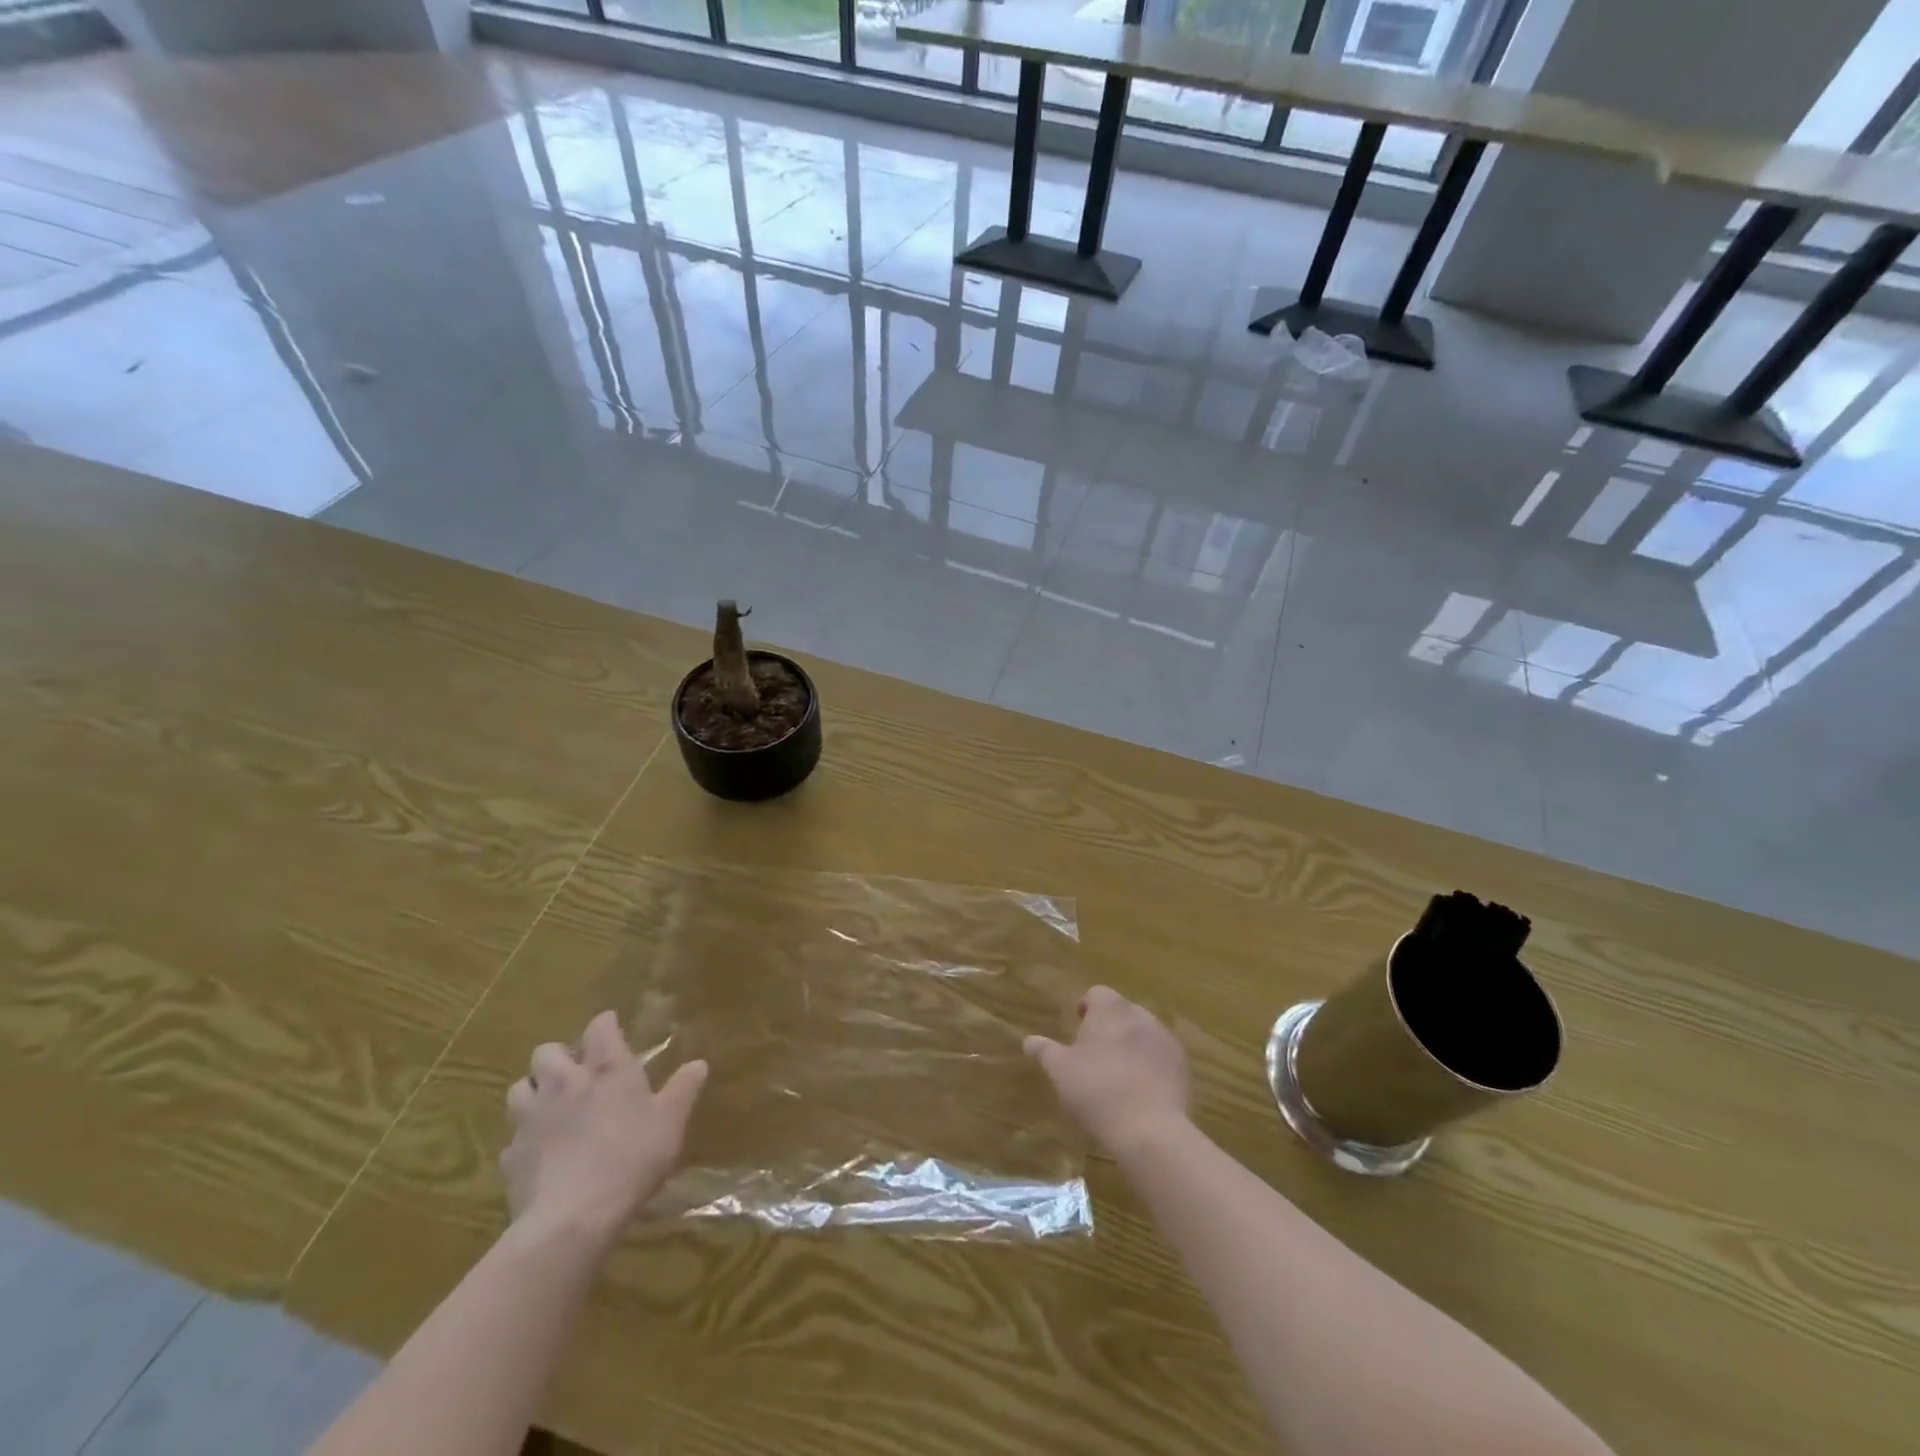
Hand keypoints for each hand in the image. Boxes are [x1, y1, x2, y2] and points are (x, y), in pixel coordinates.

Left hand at [500, 1011, 707, 1244]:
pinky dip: (525, 1139)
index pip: (600, 1027)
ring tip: (549, 1106)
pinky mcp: (511, 1156)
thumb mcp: (671, 1122)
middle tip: (575, 1072)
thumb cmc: (631, 1158)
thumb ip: (683, 1090)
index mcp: (606, 1069)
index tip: (612, 1027)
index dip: (605, 1024)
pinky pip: (512, 1138)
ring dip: (533, 1091)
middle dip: (558, 1056)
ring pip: (519, 1088)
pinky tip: (540, 1154)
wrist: (573, 1217)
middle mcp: (564, 1083)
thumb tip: (699, 1064)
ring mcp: (532, 1119)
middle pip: (546, 1051)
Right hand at [1025, 986, 1189, 1156]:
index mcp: (1110, 1009)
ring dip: (1130, 1045)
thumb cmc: (1097, 1091)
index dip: (1086, 1008)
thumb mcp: (1060, 1072)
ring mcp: (1165, 1040)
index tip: (1077, 1029)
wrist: (1150, 1130)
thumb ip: (1045, 1051)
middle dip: (1108, 1027)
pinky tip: (1140, 1091)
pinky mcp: (1182, 1066)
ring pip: (1142, 1033)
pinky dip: (1150, 1065)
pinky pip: (1160, 1057)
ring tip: (1117, 1075)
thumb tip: (1029, 1039)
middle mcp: (1140, 1015)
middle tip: (1093, 1055)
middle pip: (1121, 1012)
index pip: (1096, 994)